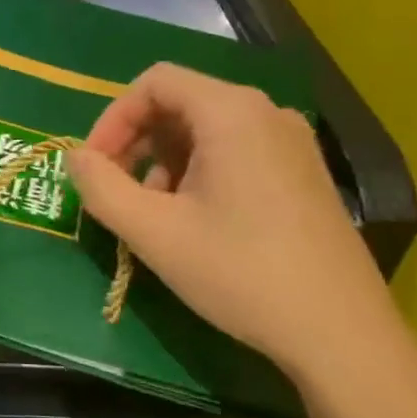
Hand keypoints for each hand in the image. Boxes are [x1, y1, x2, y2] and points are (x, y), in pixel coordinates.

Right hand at [65, 63, 407, 386]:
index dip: (112, 118)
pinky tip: (195, 222)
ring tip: (154, 215)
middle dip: (137, 143)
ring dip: (165, 162)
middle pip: (181, 103)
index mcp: (231, 112)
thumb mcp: (154, 232)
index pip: (154, 82)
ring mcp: (293, 143)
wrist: (342, 335)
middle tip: (116, 192)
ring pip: (207, 130)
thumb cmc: (240, 273)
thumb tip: (74, 157)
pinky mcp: (304, 173)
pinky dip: (200, 173)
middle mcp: (267, 113)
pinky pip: (236, 151)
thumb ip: (100, 187)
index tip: (94, 167)